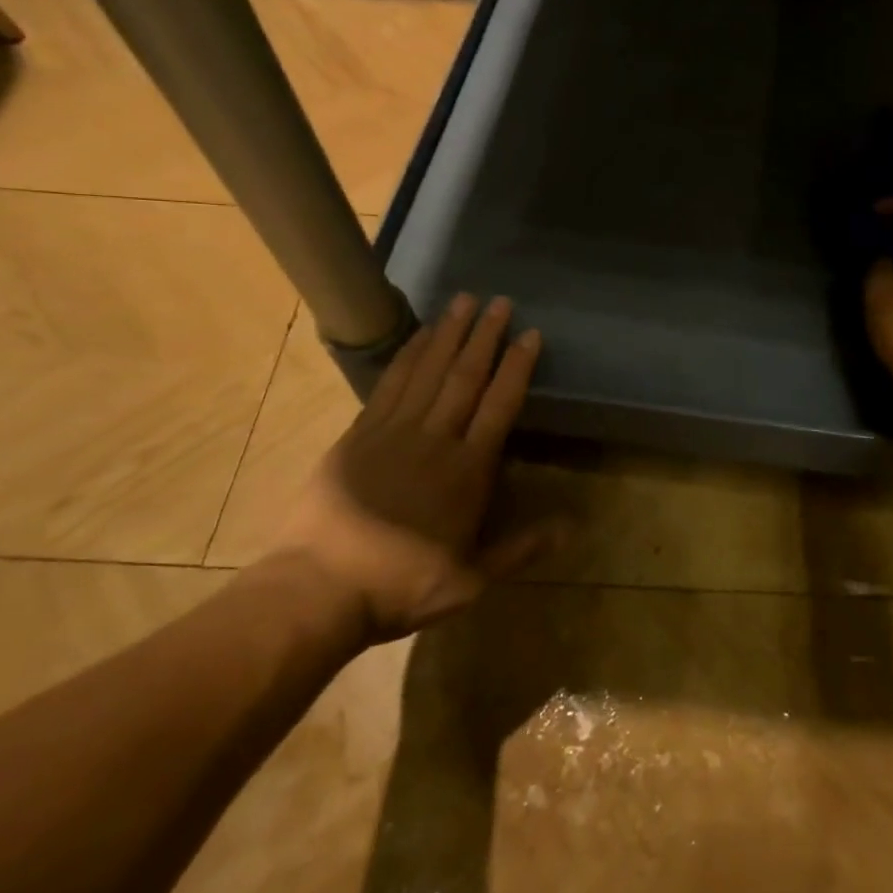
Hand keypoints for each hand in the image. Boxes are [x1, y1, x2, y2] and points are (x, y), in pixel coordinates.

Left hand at [275, 293, 555, 643]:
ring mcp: (392, 433)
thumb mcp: (473, 578)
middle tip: (499, 302)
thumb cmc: (403, 585)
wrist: (318, 590)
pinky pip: (389, 384)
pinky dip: (407, 356)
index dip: (517, 367)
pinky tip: (419, 336)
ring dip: (448, 335)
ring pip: (427, 372)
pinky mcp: (358, 435)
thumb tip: (574, 528)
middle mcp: (433, 440)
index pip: (499, 405)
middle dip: (485, 337)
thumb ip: (523, 547)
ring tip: (463, 302)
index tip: (530, 334)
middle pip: (465, 378)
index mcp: (467, 471)